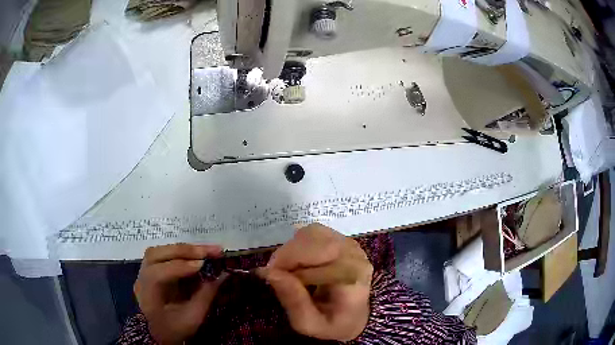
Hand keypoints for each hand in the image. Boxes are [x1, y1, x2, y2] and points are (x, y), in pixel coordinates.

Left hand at [134, 243, 226, 344]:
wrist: (158, 334)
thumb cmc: (175, 329)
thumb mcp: (193, 318)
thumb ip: (206, 296)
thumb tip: (223, 275)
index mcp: (148, 296)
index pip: (158, 274)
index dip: (179, 267)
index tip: (202, 264)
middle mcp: (141, 279)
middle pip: (155, 255)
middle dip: (182, 251)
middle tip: (208, 251)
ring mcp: (143, 273)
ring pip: (158, 251)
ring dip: (181, 249)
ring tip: (203, 250)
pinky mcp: (150, 270)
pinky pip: (162, 255)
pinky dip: (178, 253)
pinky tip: (193, 255)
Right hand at [257, 223, 372, 340]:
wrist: (355, 318)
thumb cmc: (333, 324)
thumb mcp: (310, 324)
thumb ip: (294, 302)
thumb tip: (270, 272)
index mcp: (352, 277)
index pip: (319, 256)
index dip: (289, 262)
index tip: (269, 275)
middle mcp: (354, 255)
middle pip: (314, 239)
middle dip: (288, 254)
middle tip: (274, 272)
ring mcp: (350, 245)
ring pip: (312, 233)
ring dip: (292, 249)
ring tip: (286, 269)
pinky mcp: (342, 241)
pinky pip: (314, 233)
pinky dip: (299, 244)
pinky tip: (298, 263)